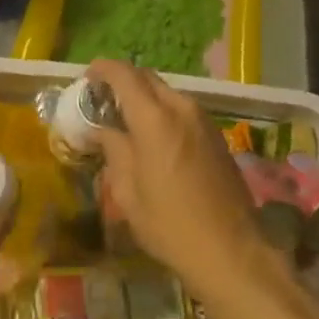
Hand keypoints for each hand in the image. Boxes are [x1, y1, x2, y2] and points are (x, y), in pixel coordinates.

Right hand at [90, 59, 270, 295]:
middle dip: (123, 82)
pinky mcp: (215, 133)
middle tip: (103, 101)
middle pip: (147, 78)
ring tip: (126, 123)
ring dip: (144, 99)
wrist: (231, 249)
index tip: (87, 78)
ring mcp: (202, 119)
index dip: (103, 69)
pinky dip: (162, 112)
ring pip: (166, 93)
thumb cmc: (171, 225)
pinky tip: (153, 139)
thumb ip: (113, 150)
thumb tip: (102, 129)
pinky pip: (182, 109)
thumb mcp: (128, 193)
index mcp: (154, 118)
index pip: (124, 74)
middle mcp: (180, 107)